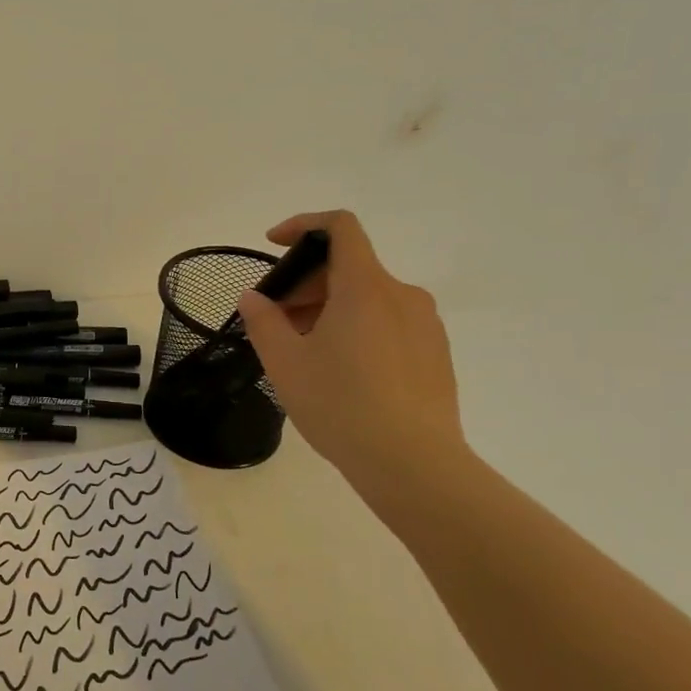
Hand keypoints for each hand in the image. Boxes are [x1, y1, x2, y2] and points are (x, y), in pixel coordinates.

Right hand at [237, 210, 467, 476]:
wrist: (414, 466)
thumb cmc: (341, 405)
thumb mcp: (285, 362)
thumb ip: (264, 321)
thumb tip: (254, 298)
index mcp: (365, 287)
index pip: (340, 227)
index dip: (303, 225)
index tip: (273, 245)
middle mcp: (402, 295)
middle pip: (349, 266)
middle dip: (306, 283)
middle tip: (277, 320)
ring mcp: (425, 325)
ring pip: (368, 297)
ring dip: (330, 308)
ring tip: (305, 351)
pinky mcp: (436, 354)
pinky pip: (389, 323)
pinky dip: (358, 328)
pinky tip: (341, 372)